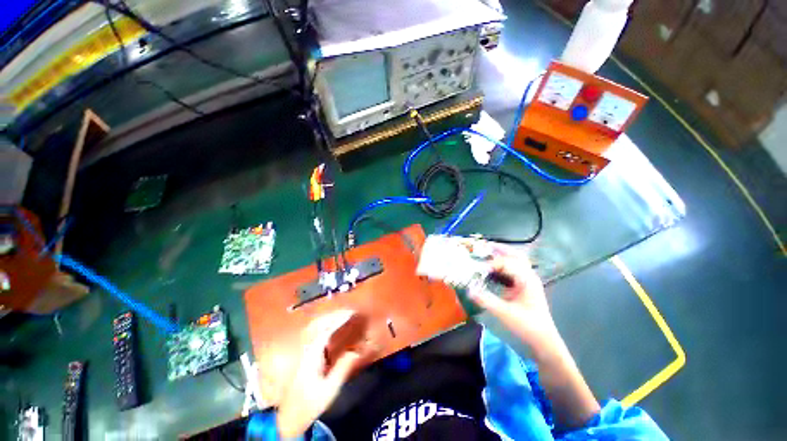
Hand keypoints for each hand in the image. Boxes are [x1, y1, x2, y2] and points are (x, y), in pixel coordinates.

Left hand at [276, 310, 368, 437]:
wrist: (290, 416)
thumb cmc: (310, 403)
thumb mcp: (329, 389)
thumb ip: (342, 368)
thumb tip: (356, 350)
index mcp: (311, 355)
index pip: (326, 330)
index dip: (339, 319)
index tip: (352, 313)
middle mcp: (307, 349)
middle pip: (319, 325)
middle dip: (335, 315)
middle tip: (351, 311)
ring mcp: (305, 351)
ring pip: (317, 328)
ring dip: (331, 319)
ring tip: (345, 315)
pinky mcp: (307, 355)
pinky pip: (318, 334)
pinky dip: (327, 326)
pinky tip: (335, 327)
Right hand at [468, 244, 558, 352]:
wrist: (544, 341)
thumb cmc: (528, 326)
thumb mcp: (505, 313)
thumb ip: (486, 300)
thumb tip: (468, 289)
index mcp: (527, 279)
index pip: (507, 263)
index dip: (490, 263)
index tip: (476, 267)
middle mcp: (529, 276)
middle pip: (515, 255)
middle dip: (499, 249)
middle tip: (483, 246)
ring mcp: (527, 281)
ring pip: (515, 261)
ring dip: (501, 255)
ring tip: (485, 253)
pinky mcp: (523, 286)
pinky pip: (512, 270)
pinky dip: (502, 265)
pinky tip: (491, 269)